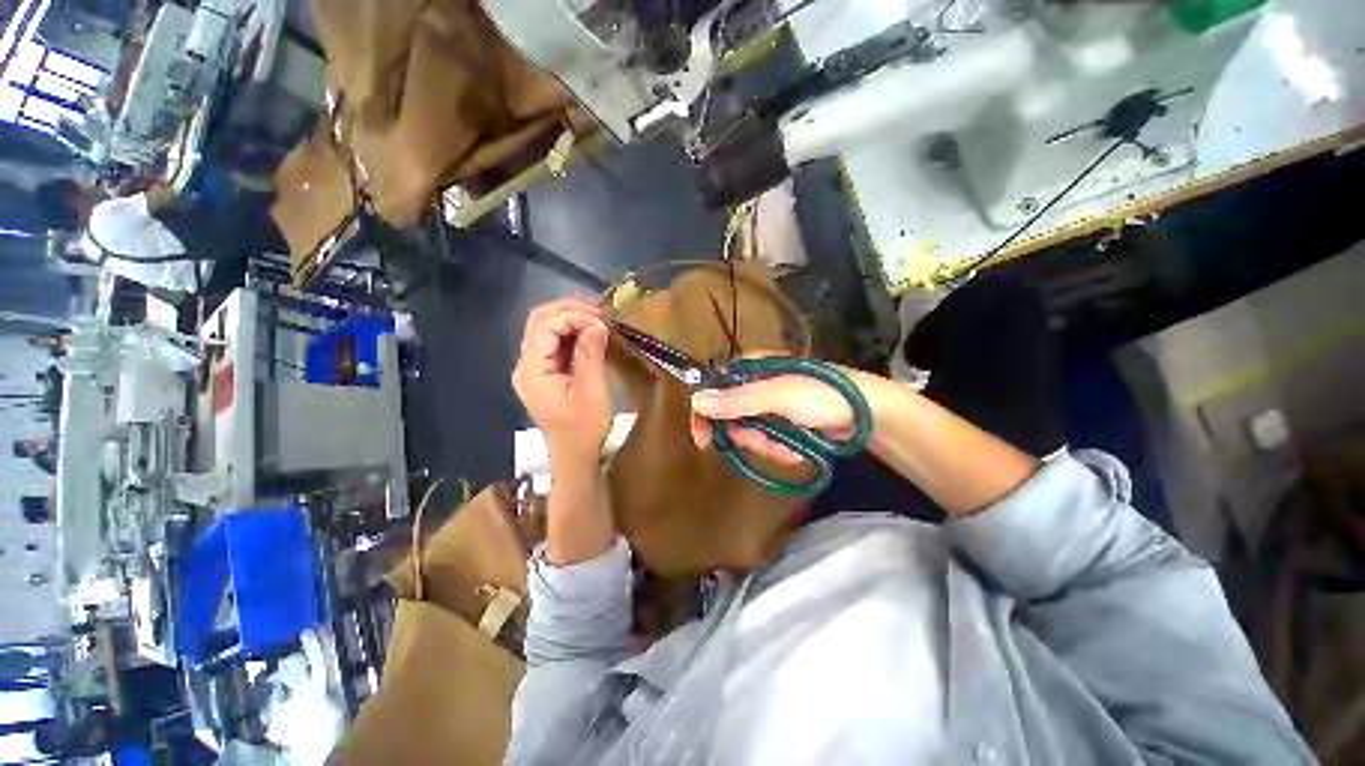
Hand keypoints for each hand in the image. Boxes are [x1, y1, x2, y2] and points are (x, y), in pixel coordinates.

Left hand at [512, 299, 611, 463]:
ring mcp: (534, 368)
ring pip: (546, 328)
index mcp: (532, 371)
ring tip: (600, 320)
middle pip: (539, 321)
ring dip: (572, 319)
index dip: (572, 315)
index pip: (543, 325)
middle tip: (602, 314)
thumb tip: (596, 323)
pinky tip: (591, 333)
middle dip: (570, 311)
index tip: (602, 321)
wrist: (575, 457)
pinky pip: (554, 343)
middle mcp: (526, 365)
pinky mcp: (545, 372)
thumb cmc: (584, 430)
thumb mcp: (592, 392)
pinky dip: (573, 333)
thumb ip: (590, 355)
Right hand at [689, 367, 871, 465]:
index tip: (703, 440)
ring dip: (768, 446)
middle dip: (748, 436)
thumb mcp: (778, 396)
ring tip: (790, 448)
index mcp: (751, 368)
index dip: (706, 413)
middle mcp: (756, 385)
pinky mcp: (783, 423)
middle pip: (731, 416)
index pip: (714, 388)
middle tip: (765, 443)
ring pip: (750, 432)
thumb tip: (697, 401)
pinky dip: (780, 450)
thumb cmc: (822, 395)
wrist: (867, 413)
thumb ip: (737, 400)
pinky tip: (798, 450)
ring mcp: (770, 406)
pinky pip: (768, 441)